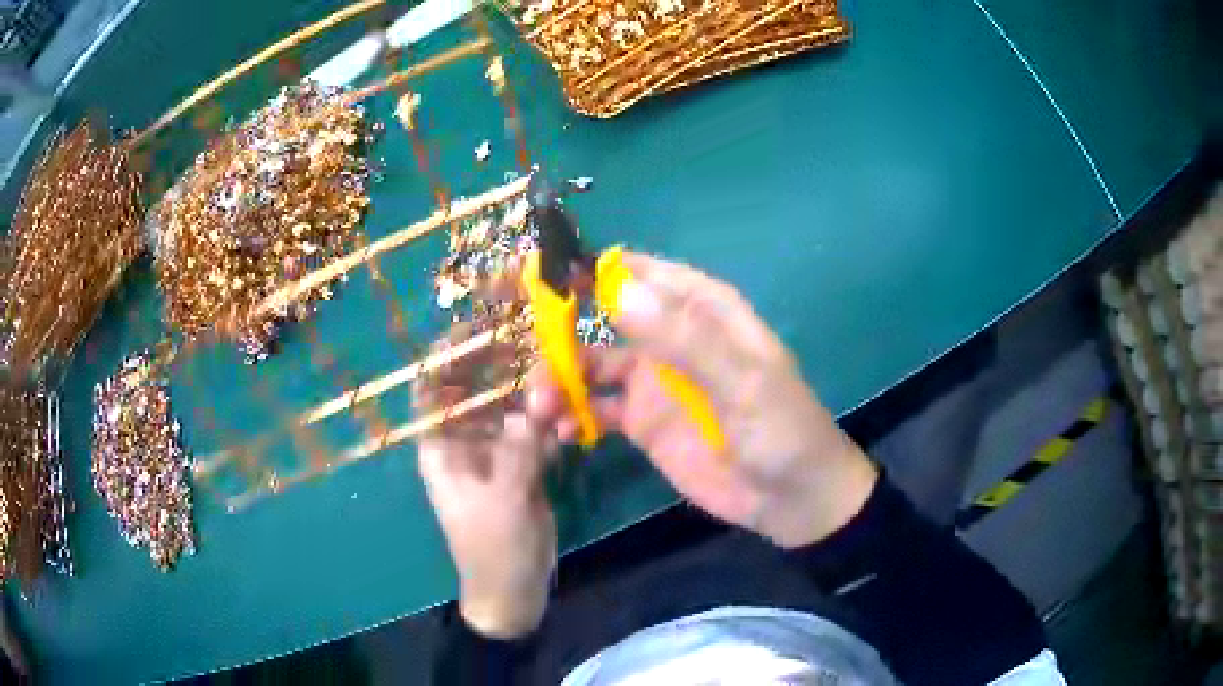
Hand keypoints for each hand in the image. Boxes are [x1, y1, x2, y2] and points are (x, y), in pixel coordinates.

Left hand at [415, 327, 556, 638]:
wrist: (514, 589)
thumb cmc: (493, 547)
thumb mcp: (503, 499)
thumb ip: (519, 449)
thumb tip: (535, 403)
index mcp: (442, 449)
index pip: (434, 390)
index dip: (447, 357)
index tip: (474, 325)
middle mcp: (464, 444)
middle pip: (476, 392)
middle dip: (499, 367)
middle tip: (532, 339)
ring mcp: (495, 455)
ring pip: (509, 410)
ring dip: (531, 394)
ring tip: (558, 375)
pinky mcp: (521, 467)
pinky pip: (532, 433)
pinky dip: (549, 423)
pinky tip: (569, 416)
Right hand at [537, 251, 878, 547]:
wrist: (789, 499)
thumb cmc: (781, 430)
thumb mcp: (743, 383)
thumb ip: (685, 339)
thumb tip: (618, 290)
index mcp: (702, 313)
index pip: (644, 274)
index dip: (598, 269)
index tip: (547, 274)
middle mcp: (670, 339)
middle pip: (605, 317)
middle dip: (562, 326)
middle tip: (525, 346)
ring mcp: (652, 383)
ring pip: (591, 365)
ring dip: (560, 377)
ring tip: (538, 404)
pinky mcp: (641, 424)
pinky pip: (595, 410)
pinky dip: (571, 415)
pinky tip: (556, 430)